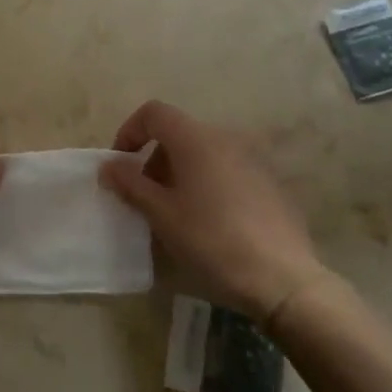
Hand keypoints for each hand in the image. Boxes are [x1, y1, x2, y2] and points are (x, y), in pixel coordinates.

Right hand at [100, 100, 329, 325]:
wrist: (283, 279)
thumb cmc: (212, 240)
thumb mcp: (161, 214)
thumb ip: (130, 183)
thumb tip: (108, 165)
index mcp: (196, 139)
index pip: (154, 112)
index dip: (130, 131)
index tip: (120, 165)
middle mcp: (226, 138)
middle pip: (178, 133)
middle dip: (154, 159)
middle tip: (145, 198)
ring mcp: (253, 159)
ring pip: (203, 153)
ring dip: (180, 173)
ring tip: (176, 213)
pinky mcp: (270, 182)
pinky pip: (227, 170)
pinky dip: (208, 184)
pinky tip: (210, 222)